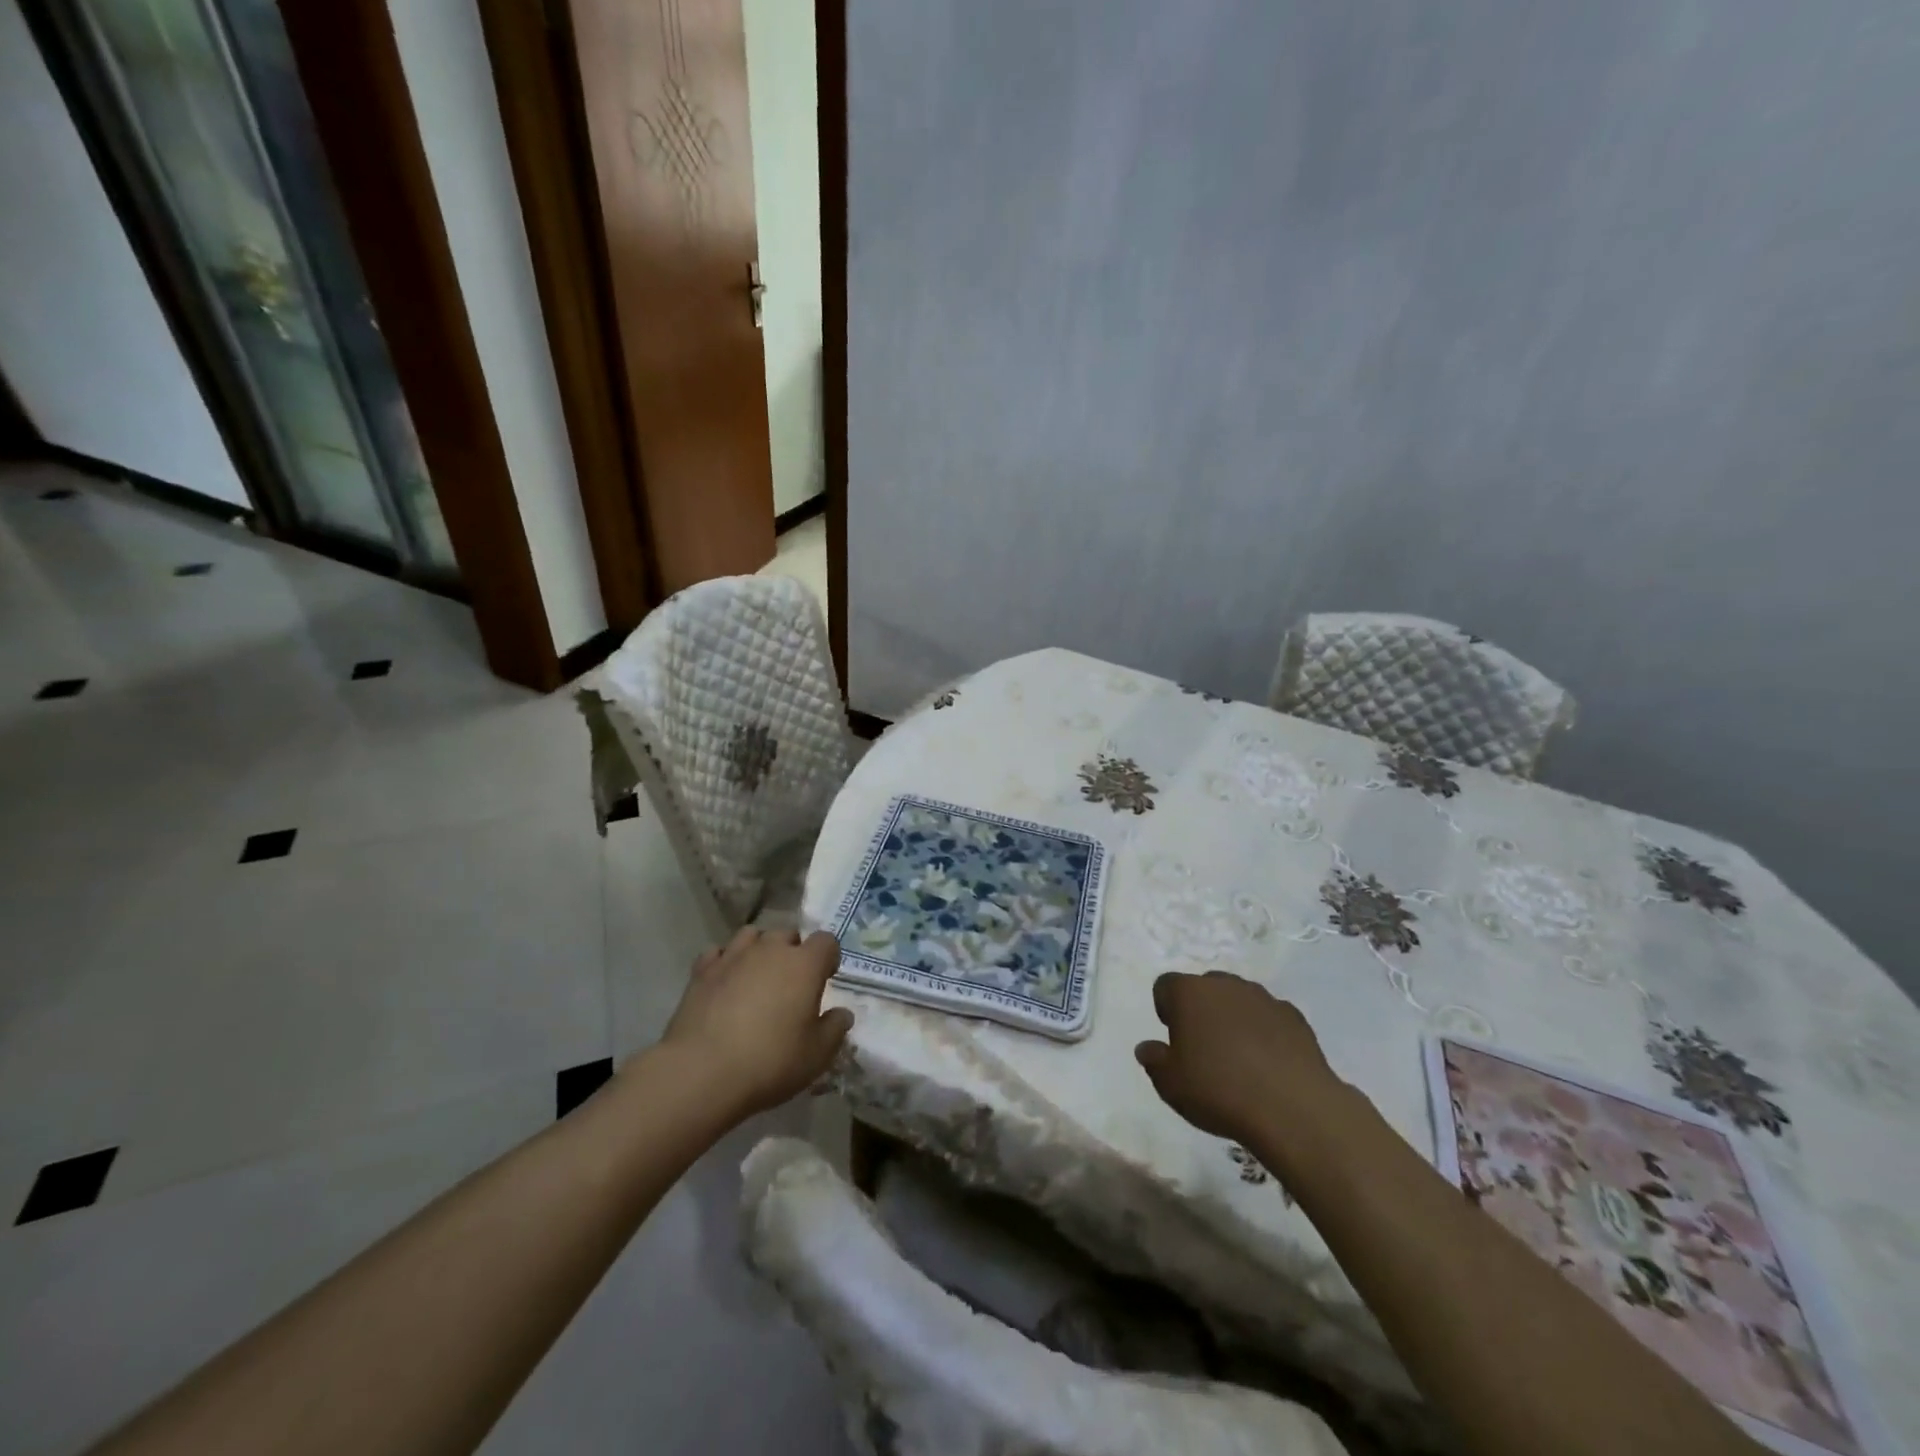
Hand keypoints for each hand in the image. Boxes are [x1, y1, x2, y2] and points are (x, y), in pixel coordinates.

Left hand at [657, 927, 853, 1117]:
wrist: (702, 1072)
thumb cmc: (770, 1062)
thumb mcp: (817, 1055)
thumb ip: (834, 1029)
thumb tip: (842, 1014)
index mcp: (805, 964)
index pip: (826, 941)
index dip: (828, 957)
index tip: (825, 978)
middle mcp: (770, 950)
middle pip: (788, 934)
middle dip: (793, 951)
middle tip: (791, 982)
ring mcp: (733, 956)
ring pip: (752, 935)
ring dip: (759, 949)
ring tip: (757, 976)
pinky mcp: (702, 971)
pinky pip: (718, 953)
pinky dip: (725, 962)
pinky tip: (725, 983)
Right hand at [1135, 971, 1341, 1141]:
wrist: (1292, 1107)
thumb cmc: (1218, 1090)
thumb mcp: (1170, 1084)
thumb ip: (1154, 1060)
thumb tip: (1147, 1048)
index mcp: (1189, 993)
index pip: (1165, 985)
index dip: (1166, 1009)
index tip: (1173, 1038)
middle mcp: (1225, 985)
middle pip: (1205, 988)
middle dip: (1201, 1010)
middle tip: (1204, 1048)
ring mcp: (1263, 998)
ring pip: (1239, 1000)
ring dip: (1234, 1019)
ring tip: (1239, 1058)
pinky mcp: (1295, 1017)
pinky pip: (1270, 1018)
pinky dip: (1266, 1033)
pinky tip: (1268, 1065)